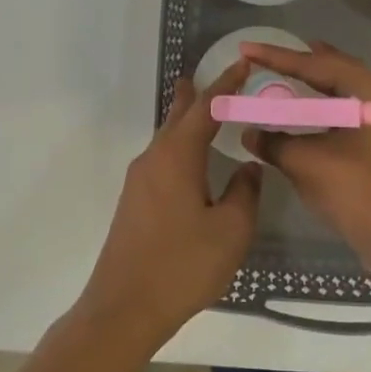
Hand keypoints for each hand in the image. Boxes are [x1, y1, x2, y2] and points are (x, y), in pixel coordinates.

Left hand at [79, 62, 261, 345]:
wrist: (123, 307)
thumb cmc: (183, 265)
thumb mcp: (231, 230)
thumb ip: (244, 192)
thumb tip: (247, 166)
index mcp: (177, 156)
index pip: (206, 107)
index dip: (226, 84)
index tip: (243, 64)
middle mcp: (154, 159)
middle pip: (176, 117)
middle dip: (193, 96)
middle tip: (206, 76)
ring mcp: (139, 182)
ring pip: (166, 139)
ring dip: (183, 122)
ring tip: (199, 110)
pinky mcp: (134, 203)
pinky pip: (161, 160)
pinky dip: (178, 147)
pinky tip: (189, 162)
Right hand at [240, 41, 370, 252]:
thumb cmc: (353, 189)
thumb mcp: (305, 161)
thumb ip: (274, 141)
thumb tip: (250, 133)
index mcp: (368, 91)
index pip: (316, 65)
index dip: (277, 57)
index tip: (247, 48)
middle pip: (337, 69)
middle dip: (303, 61)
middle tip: (272, 55)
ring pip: (346, 89)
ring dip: (318, 81)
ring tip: (293, 71)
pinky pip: (350, 110)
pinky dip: (327, 104)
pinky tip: (311, 110)